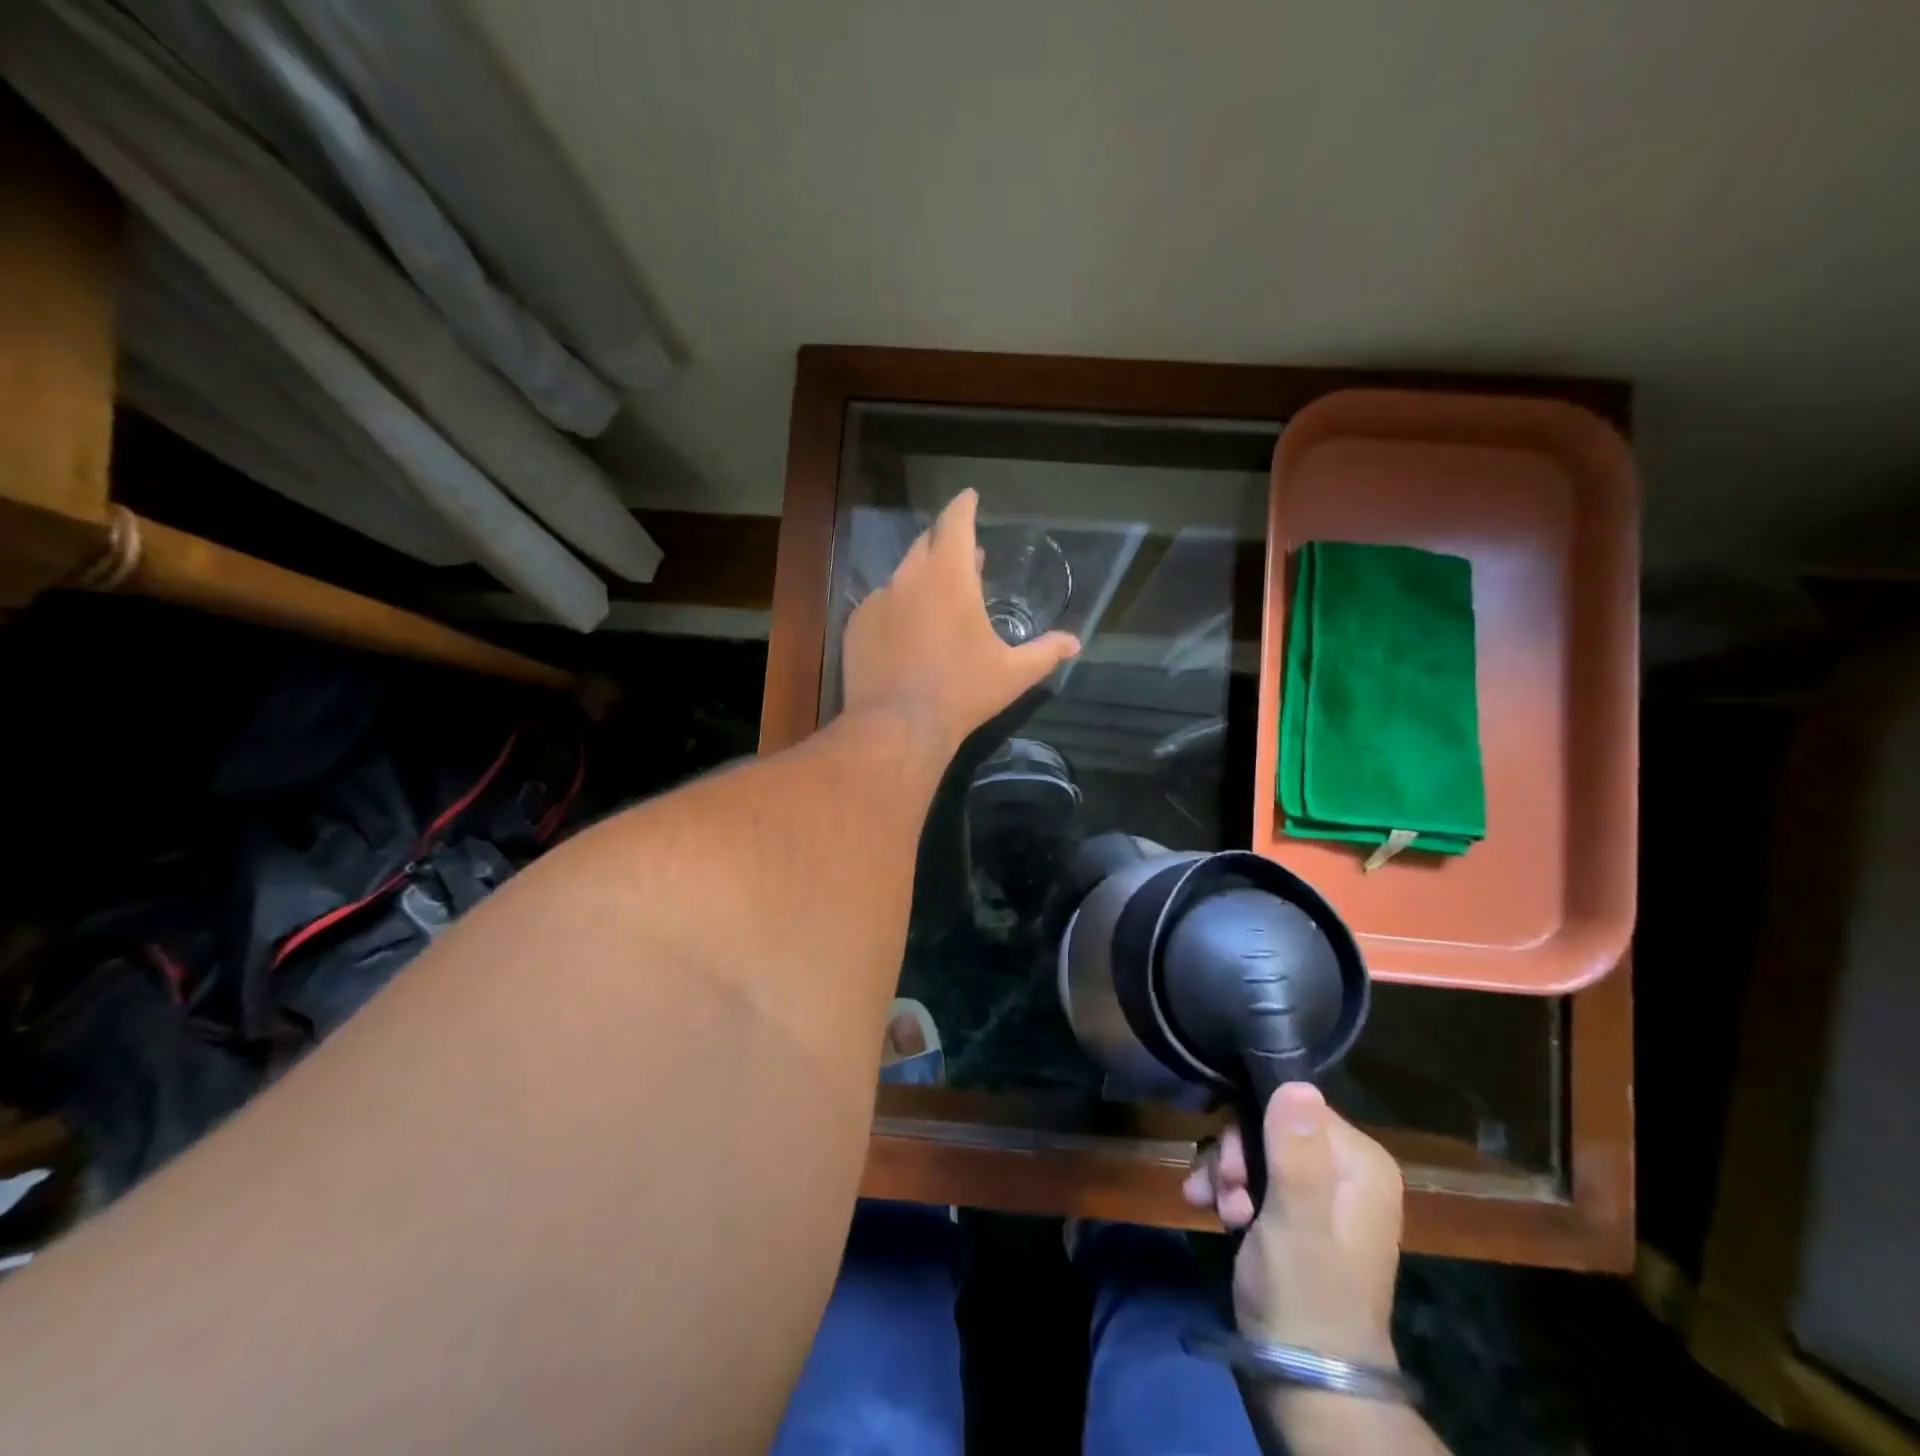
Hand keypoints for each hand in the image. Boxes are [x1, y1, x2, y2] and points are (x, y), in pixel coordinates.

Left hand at [842, 490, 1078, 753]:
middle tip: (964, 556)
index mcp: (949, 576)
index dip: (963, 505)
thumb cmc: (962, 693)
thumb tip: (1075, 642)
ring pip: (902, 576)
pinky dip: (898, 608)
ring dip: (922, 579)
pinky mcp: (856, 625)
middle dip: (946, 543)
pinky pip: (881, 605)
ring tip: (936, 599)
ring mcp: (877, 600)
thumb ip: (1045, 652)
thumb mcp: (1012, 673)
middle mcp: (909, 577)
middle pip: (927, 543)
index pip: (955, 522)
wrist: (897, 727)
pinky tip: (907, 633)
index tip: (969, 497)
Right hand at [1183, 1083, 1402, 1366]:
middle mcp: (1345, 1168)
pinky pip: (1252, 1175)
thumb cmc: (1306, 1298)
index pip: (1292, 1104)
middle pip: (1268, 1124)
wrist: (1305, 1385)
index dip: (1252, 1127)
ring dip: (1225, 1174)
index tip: (1233, 1170)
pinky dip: (1227, 1189)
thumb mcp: (1297, 1223)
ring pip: (1253, 1148)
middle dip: (1234, 1156)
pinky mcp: (1294, 1211)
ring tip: (1216, 1209)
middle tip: (1224, 1194)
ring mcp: (1320, 1191)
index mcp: (1360, 1162)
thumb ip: (1296, 1154)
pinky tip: (1211, 1210)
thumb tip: (1296, 1082)